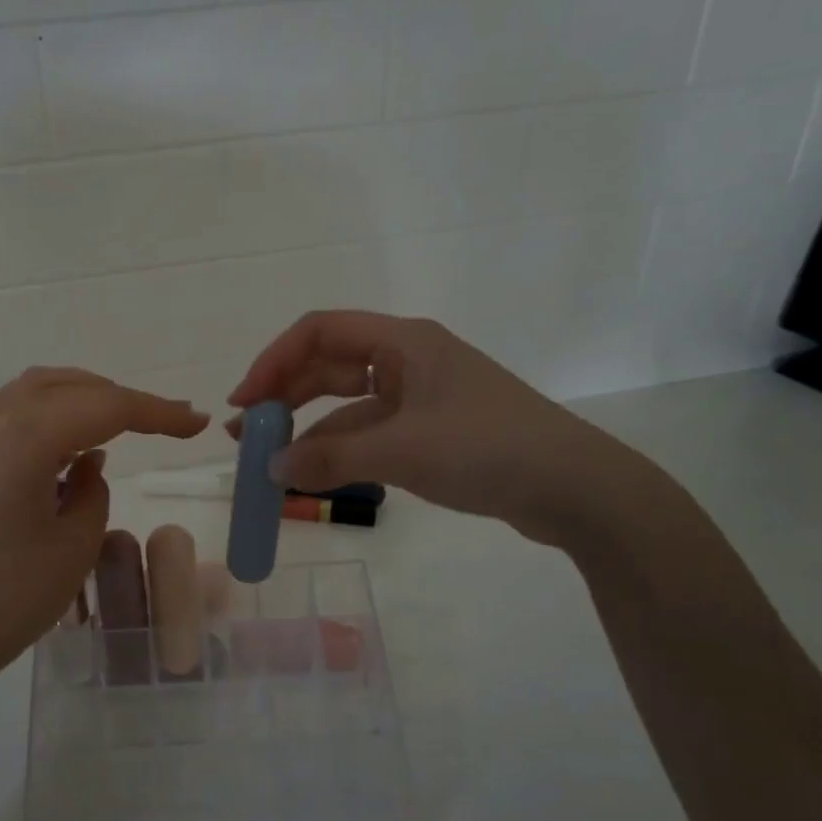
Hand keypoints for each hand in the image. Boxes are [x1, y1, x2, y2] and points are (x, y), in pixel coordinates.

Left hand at [0, 368, 208, 700]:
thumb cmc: (6, 599)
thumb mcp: (73, 547)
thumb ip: (93, 492)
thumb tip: (88, 464)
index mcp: (25, 438)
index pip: (106, 407)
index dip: (157, 413)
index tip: (196, 424)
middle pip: (68, 386)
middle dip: (121, 397)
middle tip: (166, 420)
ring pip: (36, 393)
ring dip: (83, 399)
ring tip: (122, 424)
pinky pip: (12, 417)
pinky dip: (51, 418)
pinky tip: (71, 450)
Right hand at [228, 311, 647, 547]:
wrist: (575, 489)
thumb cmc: (487, 450)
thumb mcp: (402, 451)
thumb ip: (330, 457)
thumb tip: (270, 468)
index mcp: (403, 342)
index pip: (319, 331)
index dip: (274, 361)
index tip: (245, 401)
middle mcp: (408, 359)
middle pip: (329, 365)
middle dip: (285, 396)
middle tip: (248, 434)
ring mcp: (421, 396)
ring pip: (348, 403)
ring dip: (309, 427)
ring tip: (272, 461)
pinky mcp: (432, 429)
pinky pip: (371, 430)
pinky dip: (341, 449)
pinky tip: (317, 473)